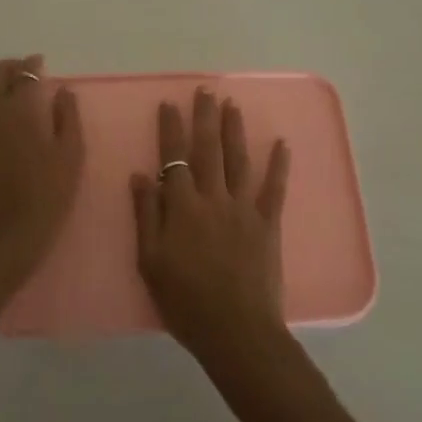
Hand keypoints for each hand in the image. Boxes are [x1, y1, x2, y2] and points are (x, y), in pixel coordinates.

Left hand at [0, 56, 84, 277]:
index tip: (41, 64)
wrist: (5, 232)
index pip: (25, 74)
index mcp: (19, 108)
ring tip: (4, 84)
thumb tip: (62, 90)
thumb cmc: (46, 192)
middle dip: (10, 67)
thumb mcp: (71, 153)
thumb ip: (67, 116)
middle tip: (24, 71)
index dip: (33, 66)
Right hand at [131, 88, 290, 365]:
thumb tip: (140, 175)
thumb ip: (146, 215)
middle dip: (205, 117)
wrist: (235, 331)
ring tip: (232, 105)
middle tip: (205, 90)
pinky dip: (279, 165)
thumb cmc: (185, 301)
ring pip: (238, 160)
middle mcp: (213, 198)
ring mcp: (244, 208)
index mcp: (182, 207)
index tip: (170, 104)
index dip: (171, 129)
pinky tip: (281, 143)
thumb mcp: (150, 262)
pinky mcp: (268, 223)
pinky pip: (274, 188)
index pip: (174, 158)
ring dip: (234, 130)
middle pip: (208, 149)